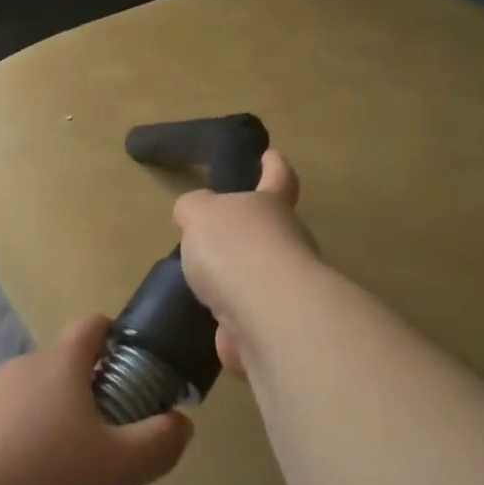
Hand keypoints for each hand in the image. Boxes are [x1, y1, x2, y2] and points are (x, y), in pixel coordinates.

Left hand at [0, 315, 193, 484]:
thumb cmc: (44, 478)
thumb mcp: (119, 466)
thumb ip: (159, 443)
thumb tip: (180, 423)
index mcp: (59, 365)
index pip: (92, 327)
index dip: (117, 340)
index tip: (135, 374)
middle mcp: (20, 374)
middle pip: (70, 388)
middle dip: (96, 432)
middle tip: (111, 477)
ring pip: (41, 430)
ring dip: (65, 469)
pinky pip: (9, 454)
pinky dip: (30, 484)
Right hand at [173, 150, 315, 377]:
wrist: (266, 314)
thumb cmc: (235, 247)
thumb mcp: (200, 213)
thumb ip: (194, 208)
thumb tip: (194, 214)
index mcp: (271, 205)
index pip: (278, 177)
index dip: (273, 166)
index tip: (271, 156)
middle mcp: (288, 243)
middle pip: (270, 232)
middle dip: (248, 235)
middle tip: (216, 238)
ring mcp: (286, 289)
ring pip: (260, 280)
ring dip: (238, 284)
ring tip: (205, 287)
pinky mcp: (277, 328)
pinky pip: (249, 321)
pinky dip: (233, 326)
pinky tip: (212, 328)